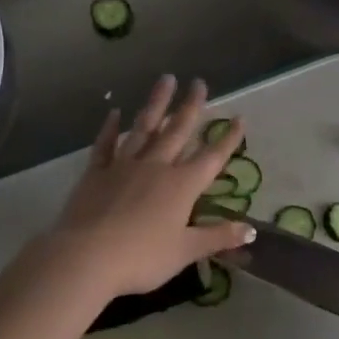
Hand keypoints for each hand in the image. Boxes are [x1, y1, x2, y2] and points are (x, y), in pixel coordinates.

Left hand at [46, 75, 255, 297]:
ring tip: (165, 80)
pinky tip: (115, 112)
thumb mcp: (186, 251)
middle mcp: (156, 167)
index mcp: (182, 186)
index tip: (239, 118)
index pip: (211, 157)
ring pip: (144, 128)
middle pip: (177, 131)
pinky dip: (110, 127)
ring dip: (156, 103)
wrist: (86, 257)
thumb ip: (218, 237)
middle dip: (191, 106)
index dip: (227, 138)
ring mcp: (124, 166)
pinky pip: (105, 144)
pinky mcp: (96, 172)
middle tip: (199, 82)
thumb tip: (251, 230)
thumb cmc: (142, 258)